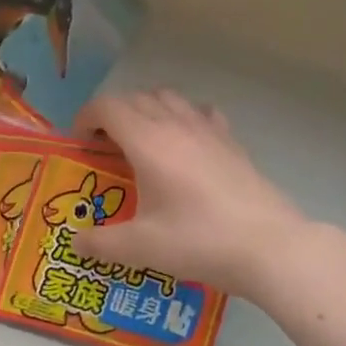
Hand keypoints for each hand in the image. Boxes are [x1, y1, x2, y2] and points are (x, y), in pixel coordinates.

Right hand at [73, 89, 309, 295]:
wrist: (269, 248)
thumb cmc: (198, 241)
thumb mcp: (140, 248)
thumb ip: (100, 243)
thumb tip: (76, 242)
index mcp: (147, 142)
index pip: (107, 107)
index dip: (85, 118)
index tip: (79, 143)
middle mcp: (176, 125)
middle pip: (136, 97)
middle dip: (112, 115)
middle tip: (104, 147)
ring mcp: (209, 130)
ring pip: (169, 98)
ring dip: (146, 110)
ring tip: (141, 141)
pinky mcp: (232, 143)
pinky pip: (200, 112)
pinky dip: (183, 117)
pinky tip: (185, 144)